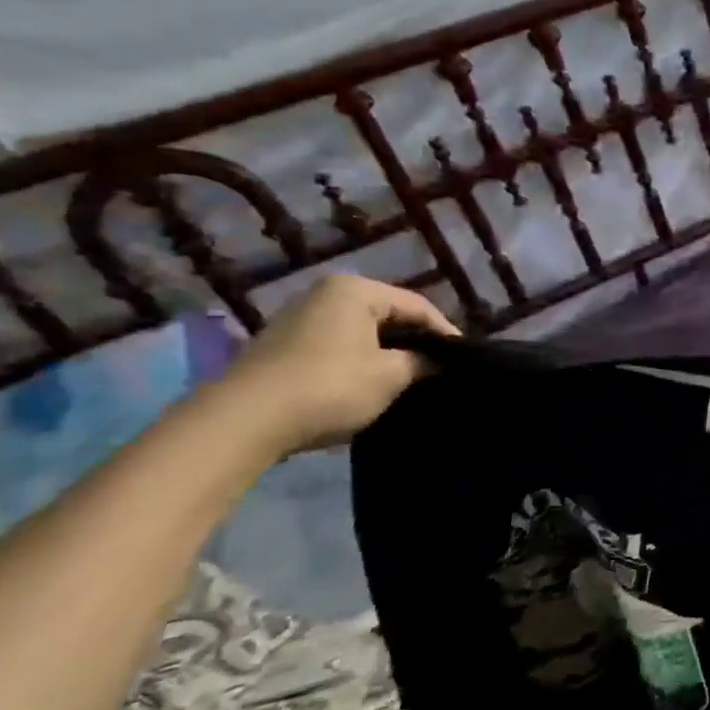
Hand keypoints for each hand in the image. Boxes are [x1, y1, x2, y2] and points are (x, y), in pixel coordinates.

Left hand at [222, 275, 459, 454]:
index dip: (446, 333)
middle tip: (441, 368)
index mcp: (356, 290)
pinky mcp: (283, 345)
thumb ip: (424, 362)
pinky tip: (372, 383)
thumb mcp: (391, 375)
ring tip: (412, 378)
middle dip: (416, 341)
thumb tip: (442, 361)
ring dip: (388, 353)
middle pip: (389, 315)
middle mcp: (325, 293)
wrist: (244, 420)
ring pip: (363, 331)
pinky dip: (361, 360)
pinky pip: (339, 345)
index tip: (465, 359)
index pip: (418, 306)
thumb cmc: (330, 386)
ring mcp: (299, 318)